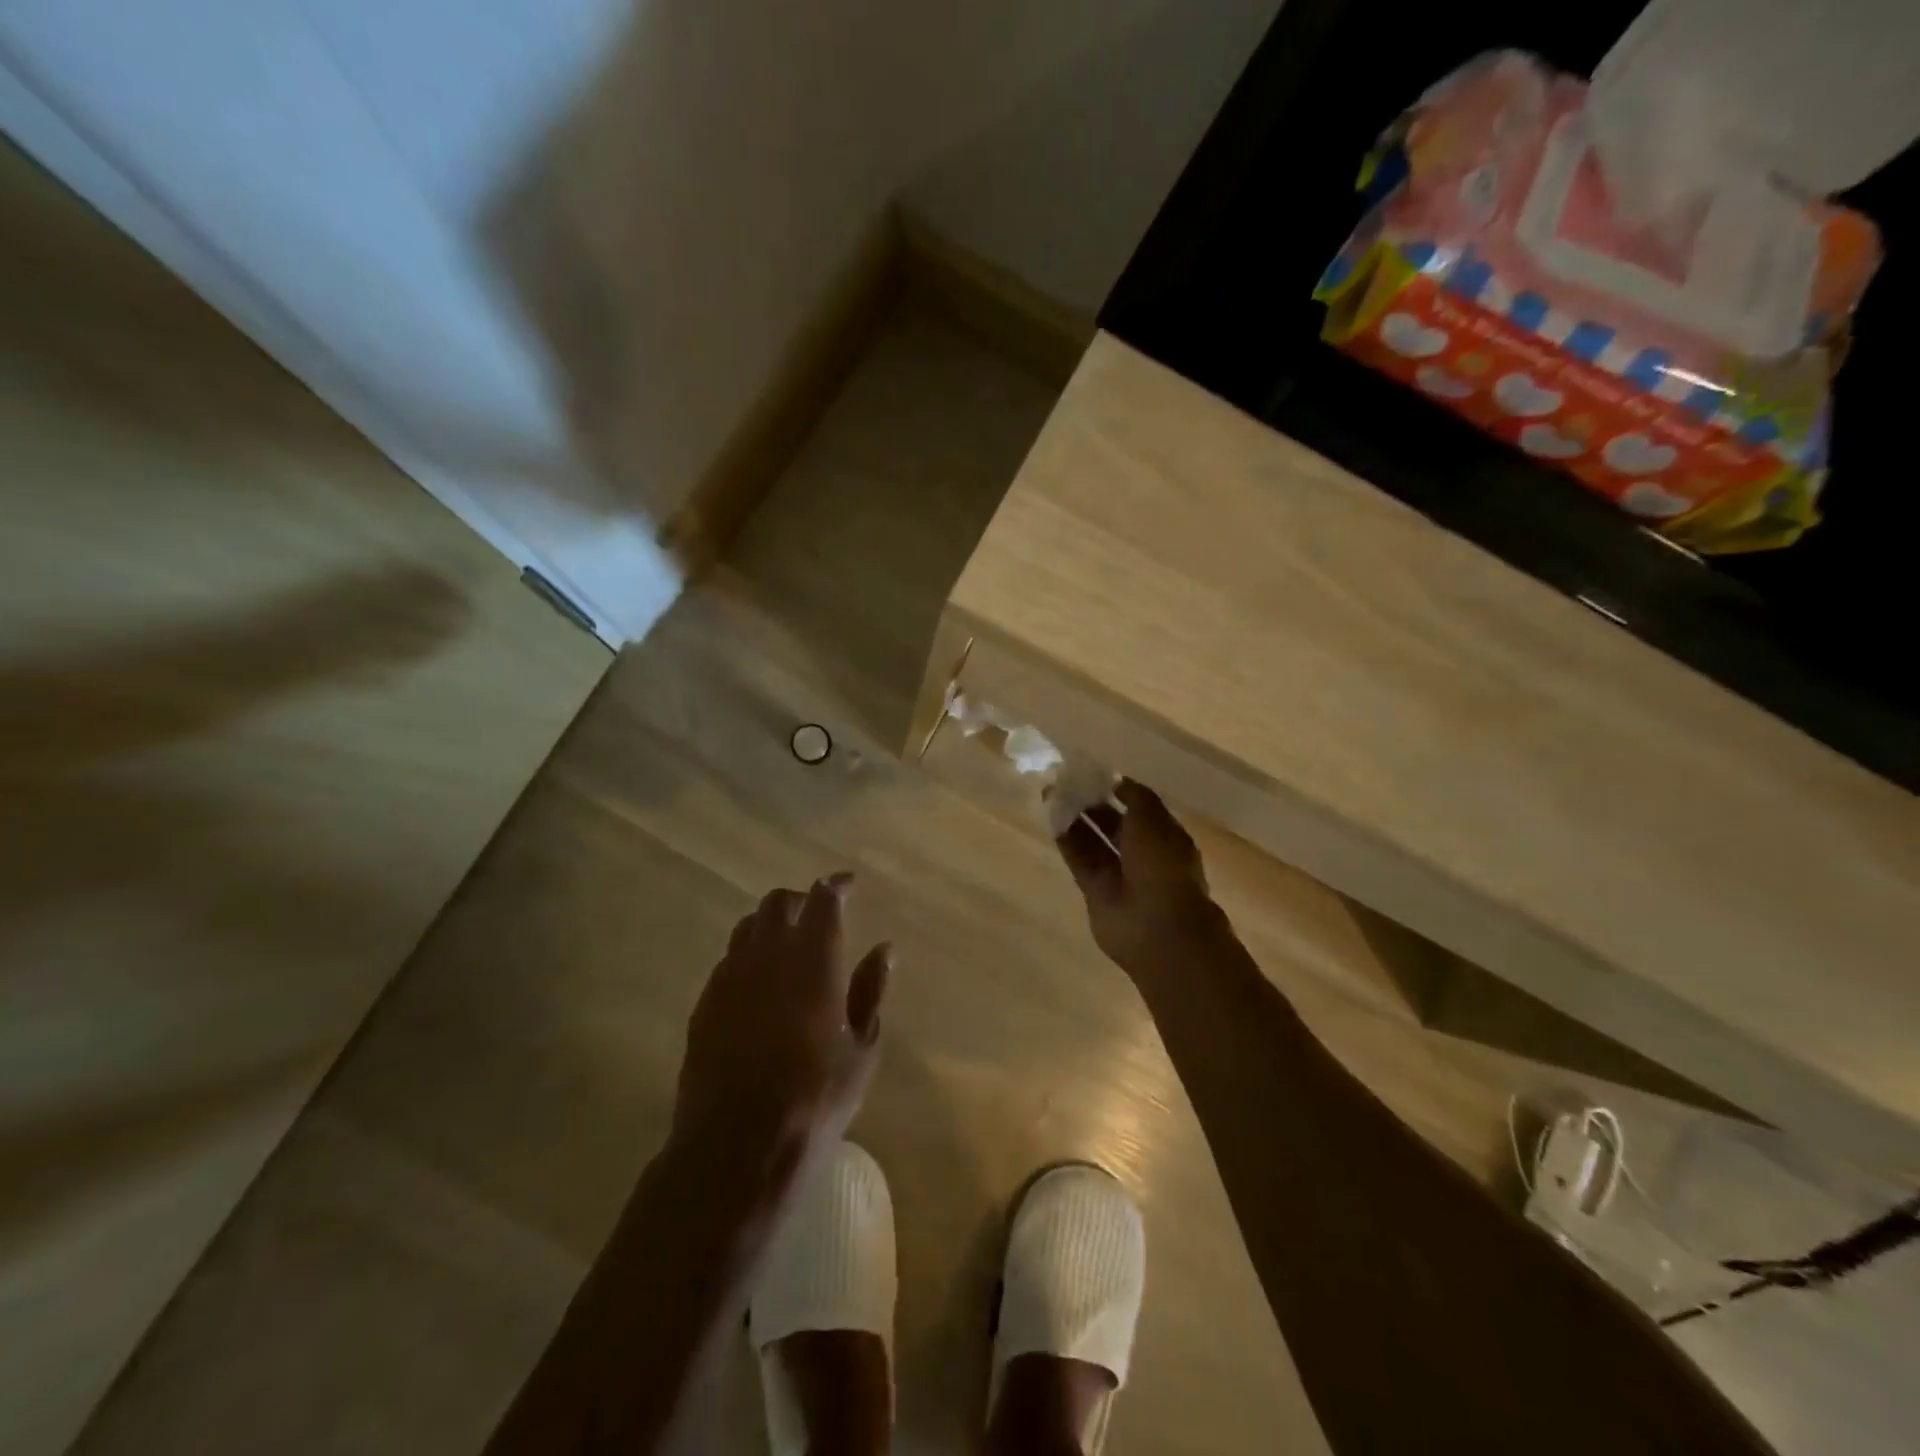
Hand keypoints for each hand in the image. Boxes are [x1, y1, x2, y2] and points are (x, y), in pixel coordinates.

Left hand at [673, 873, 891, 1156]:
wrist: (736, 1145)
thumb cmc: (815, 1096)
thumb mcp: (862, 1048)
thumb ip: (871, 990)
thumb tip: (884, 948)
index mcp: (814, 957)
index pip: (823, 898)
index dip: (836, 885)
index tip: (849, 884)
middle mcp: (768, 953)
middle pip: (778, 902)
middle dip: (800, 899)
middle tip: (818, 915)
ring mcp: (730, 976)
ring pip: (748, 927)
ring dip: (770, 924)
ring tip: (787, 945)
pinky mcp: (705, 1002)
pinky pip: (728, 960)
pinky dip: (748, 956)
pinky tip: (759, 984)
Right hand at [1055, 779, 1223, 975]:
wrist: (1157, 927)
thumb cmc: (1162, 867)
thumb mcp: (1153, 821)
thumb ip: (1135, 798)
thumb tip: (1119, 781)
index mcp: (1165, 836)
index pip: (1140, 808)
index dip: (1119, 790)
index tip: (1095, 773)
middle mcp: (1142, 854)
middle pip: (1114, 824)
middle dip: (1093, 804)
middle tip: (1066, 781)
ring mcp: (1119, 874)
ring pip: (1094, 841)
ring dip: (1075, 819)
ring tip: (1051, 794)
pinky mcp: (1095, 891)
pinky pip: (1080, 860)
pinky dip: (1067, 841)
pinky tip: (1051, 820)